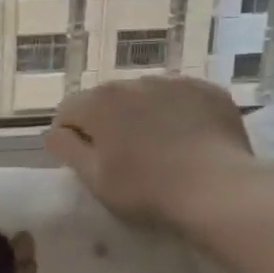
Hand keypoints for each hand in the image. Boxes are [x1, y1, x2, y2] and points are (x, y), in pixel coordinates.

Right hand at [46, 75, 260, 229]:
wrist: (219, 190)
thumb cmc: (146, 189)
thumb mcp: (93, 178)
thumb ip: (66, 149)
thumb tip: (54, 132)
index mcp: (98, 102)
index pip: (67, 111)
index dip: (71, 136)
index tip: (86, 161)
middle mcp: (132, 82)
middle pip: (106, 100)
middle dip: (108, 122)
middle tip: (124, 158)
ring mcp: (173, 83)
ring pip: (144, 96)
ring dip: (142, 115)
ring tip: (160, 148)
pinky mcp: (208, 91)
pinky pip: (181, 98)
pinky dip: (178, 113)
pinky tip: (189, 140)